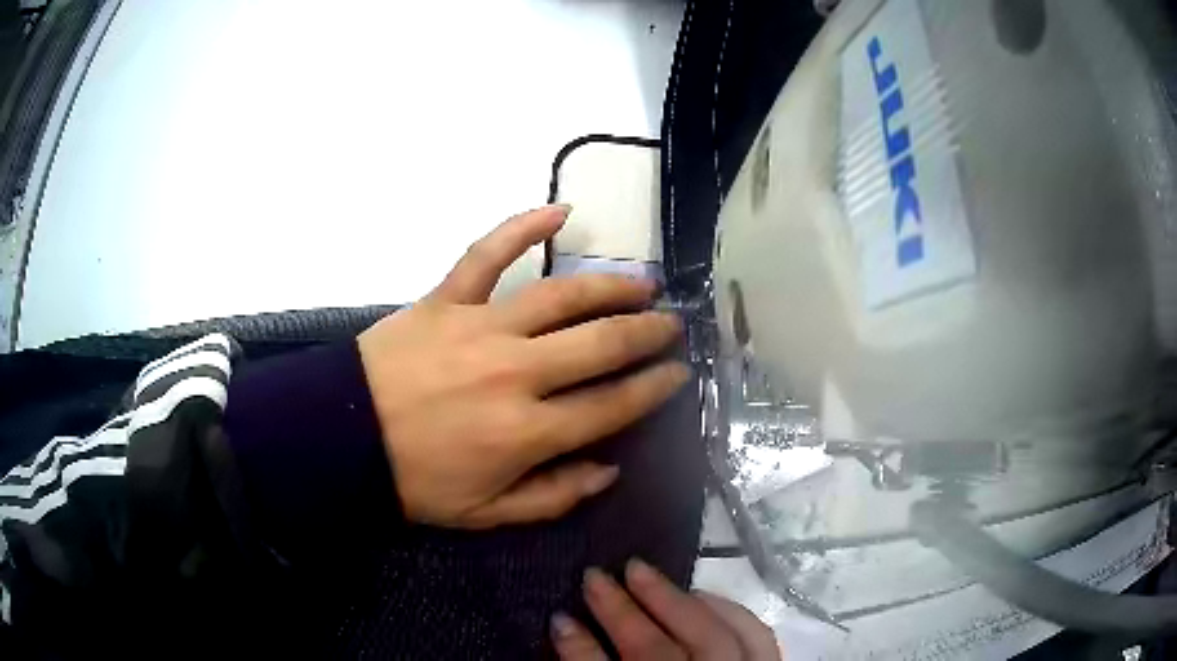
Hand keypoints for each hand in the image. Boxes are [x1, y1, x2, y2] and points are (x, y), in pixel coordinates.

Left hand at [357, 205, 689, 528]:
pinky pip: (488, 253)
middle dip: (647, 333)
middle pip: (601, 344)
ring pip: (562, 296)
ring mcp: (482, 327)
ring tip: (643, 284)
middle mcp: (517, 373)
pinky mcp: (447, 298)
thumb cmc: (415, 480)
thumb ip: (553, 497)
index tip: (678, 373)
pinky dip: (524, 226)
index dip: (653, 388)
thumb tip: (609, 470)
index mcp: (527, 432)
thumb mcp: (486, 514)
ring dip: (611, 286)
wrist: (343, 436)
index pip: (612, 405)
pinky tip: (562, 211)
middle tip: (671, 324)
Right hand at [551, 560, 780, 659]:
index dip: (581, 651)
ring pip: (712, 639)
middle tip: (594, 577)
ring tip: (641, 572)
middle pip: (659, 656)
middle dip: (623, 614)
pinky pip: (756, 638)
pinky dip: (729, 611)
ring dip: (674, 601)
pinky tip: (700, 595)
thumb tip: (568, 635)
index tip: (557, 618)